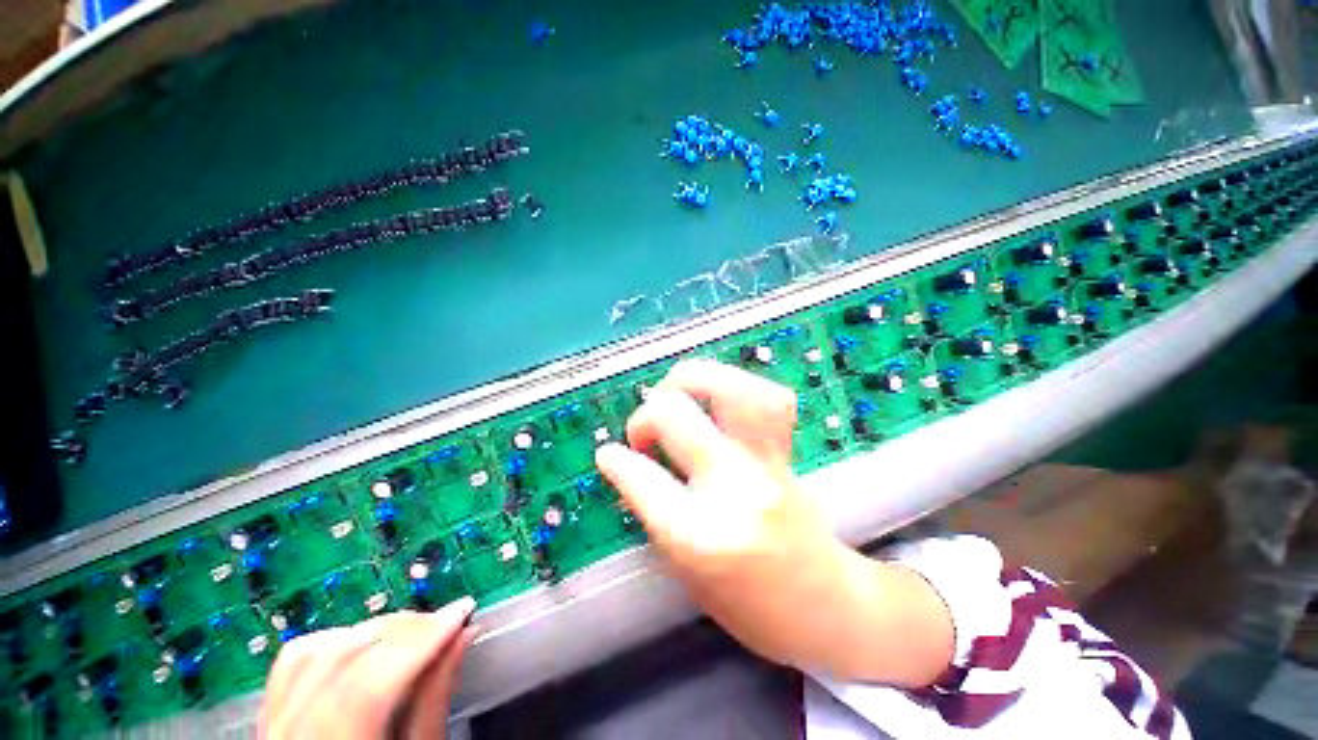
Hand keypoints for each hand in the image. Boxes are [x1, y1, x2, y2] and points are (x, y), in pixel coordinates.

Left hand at [260, 597, 478, 739]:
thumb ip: (434, 702)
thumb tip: (463, 636)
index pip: (370, 684)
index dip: (421, 639)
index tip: (462, 611)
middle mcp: (289, 737)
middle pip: (343, 658)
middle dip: (403, 628)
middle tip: (444, 621)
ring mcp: (271, 727)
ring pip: (315, 652)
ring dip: (372, 629)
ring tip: (412, 630)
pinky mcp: (269, 718)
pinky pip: (292, 664)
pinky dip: (335, 640)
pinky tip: (367, 641)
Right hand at [595, 360, 951, 685]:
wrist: (824, 606)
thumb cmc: (746, 604)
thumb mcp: (683, 570)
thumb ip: (653, 509)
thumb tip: (628, 462)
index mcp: (699, 535)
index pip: (641, 476)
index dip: (616, 460)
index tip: (609, 453)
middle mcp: (734, 488)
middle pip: (676, 414)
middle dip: (647, 414)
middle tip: (645, 430)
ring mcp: (766, 463)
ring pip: (730, 387)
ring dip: (692, 378)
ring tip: (679, 394)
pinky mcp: (787, 451)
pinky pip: (767, 396)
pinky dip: (735, 385)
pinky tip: (718, 401)